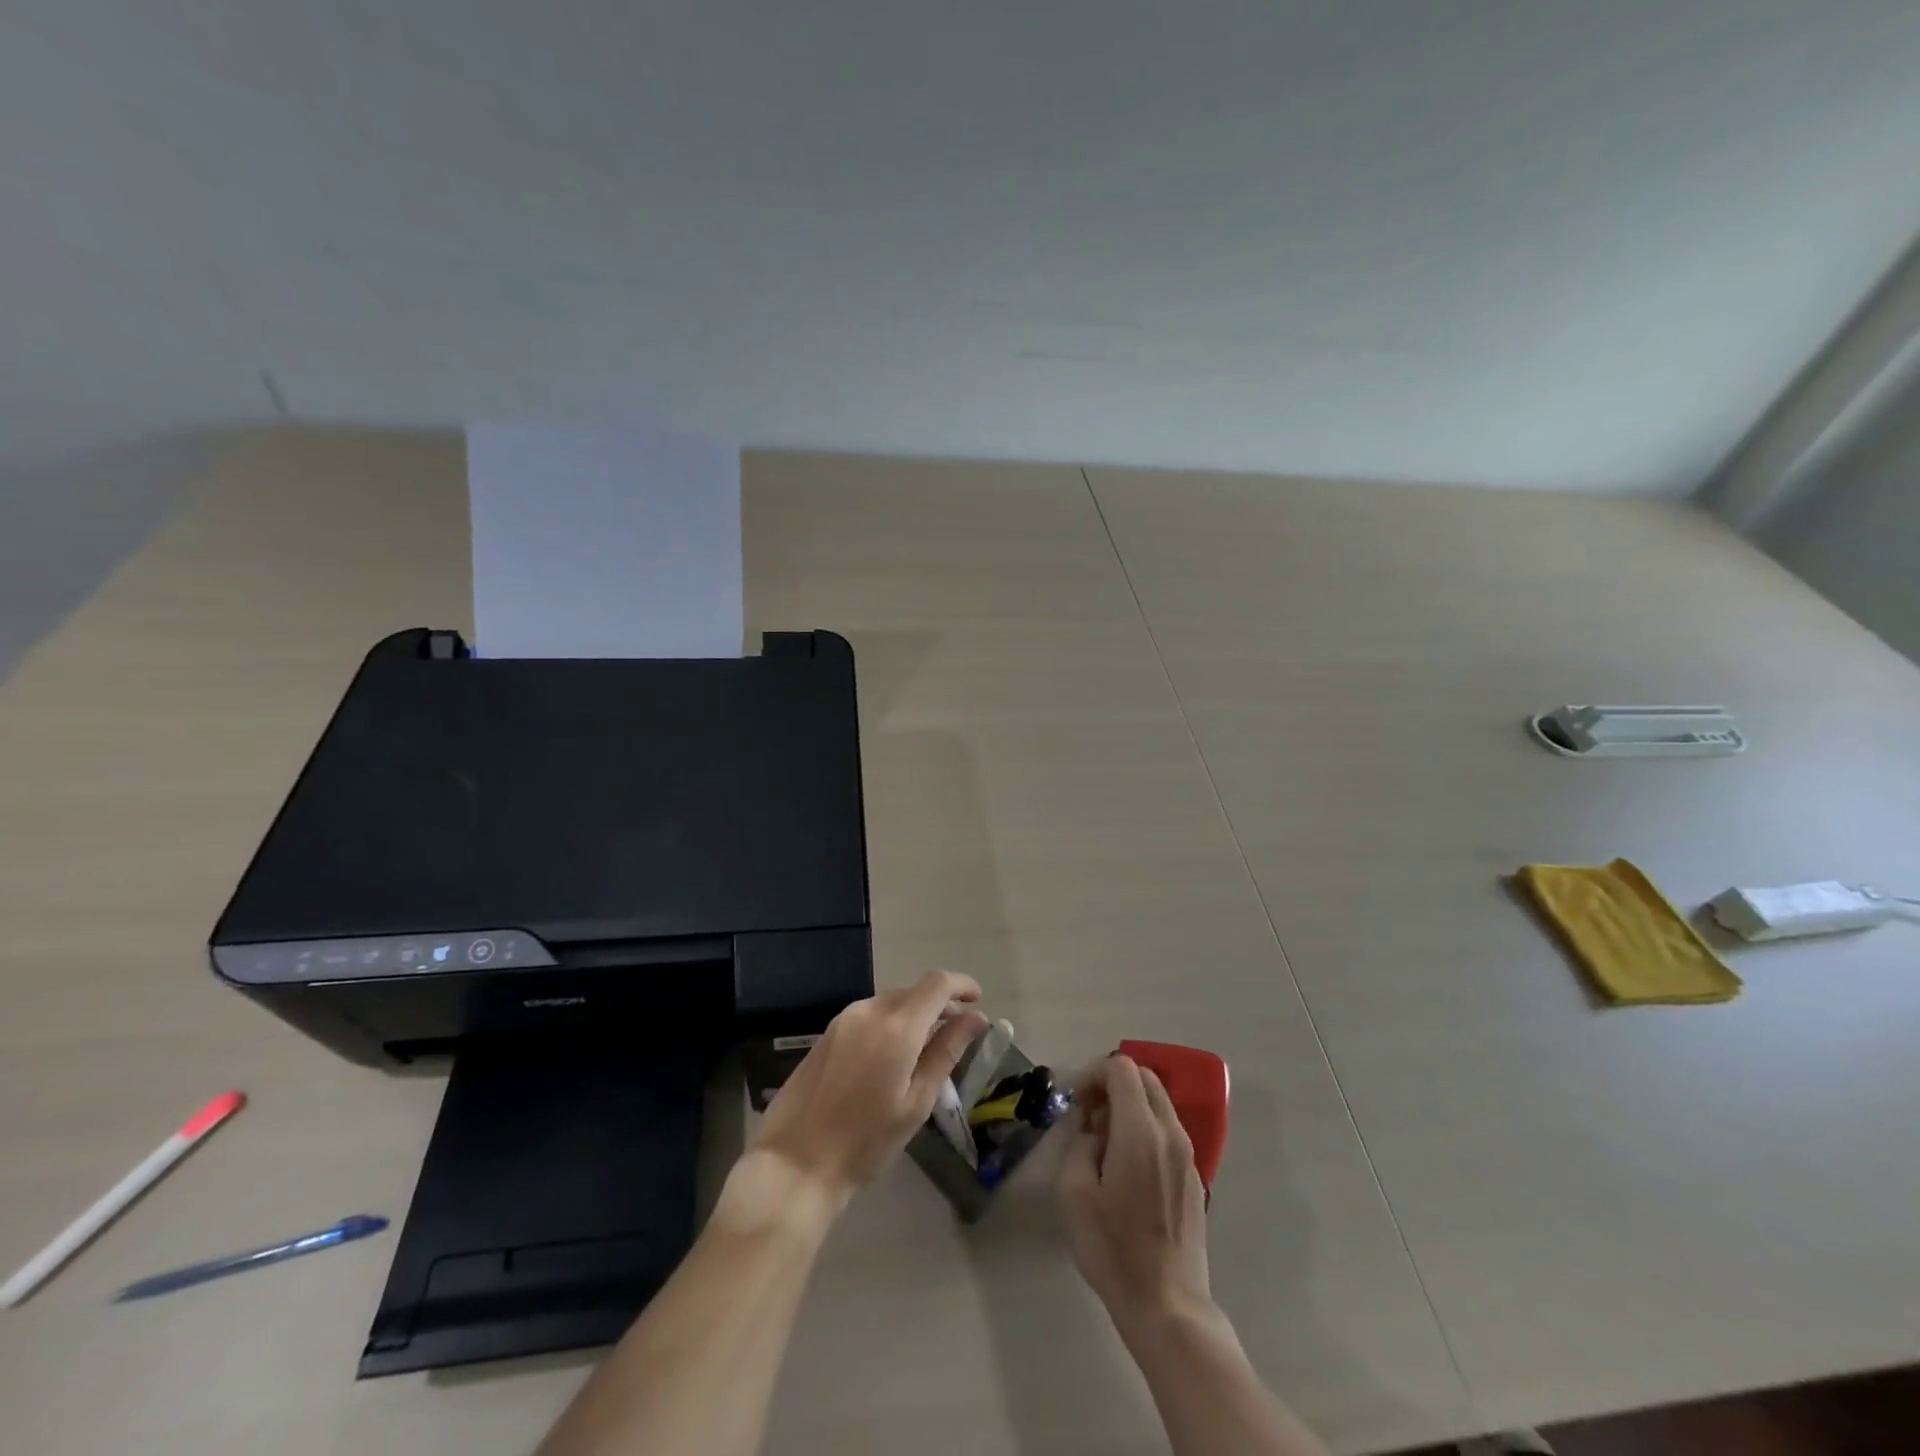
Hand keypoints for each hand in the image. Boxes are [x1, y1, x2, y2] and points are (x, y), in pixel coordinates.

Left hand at [748, 969, 988, 1211]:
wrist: (794, 1164)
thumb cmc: (865, 1142)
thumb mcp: (916, 1102)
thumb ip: (946, 1052)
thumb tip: (975, 1018)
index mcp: (897, 1026)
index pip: (937, 983)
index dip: (962, 985)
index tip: (977, 1002)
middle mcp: (869, 1010)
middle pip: (913, 992)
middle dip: (939, 1005)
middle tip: (956, 1036)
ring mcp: (844, 1020)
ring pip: (890, 1003)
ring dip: (913, 1016)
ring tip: (925, 1051)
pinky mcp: (827, 1034)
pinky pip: (869, 1016)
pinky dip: (890, 1025)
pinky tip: (891, 1059)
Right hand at [1058, 1054, 1212, 1331]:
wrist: (1167, 1305)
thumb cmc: (1113, 1248)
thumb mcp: (1074, 1193)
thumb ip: (1078, 1143)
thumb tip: (1091, 1128)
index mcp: (1140, 1130)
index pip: (1122, 1068)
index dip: (1093, 1073)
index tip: (1076, 1102)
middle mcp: (1170, 1132)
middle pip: (1144, 1077)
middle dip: (1112, 1083)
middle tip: (1088, 1114)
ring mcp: (1187, 1154)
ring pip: (1158, 1102)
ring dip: (1129, 1104)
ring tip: (1104, 1141)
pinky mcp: (1193, 1176)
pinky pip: (1167, 1129)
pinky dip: (1145, 1126)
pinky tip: (1127, 1166)